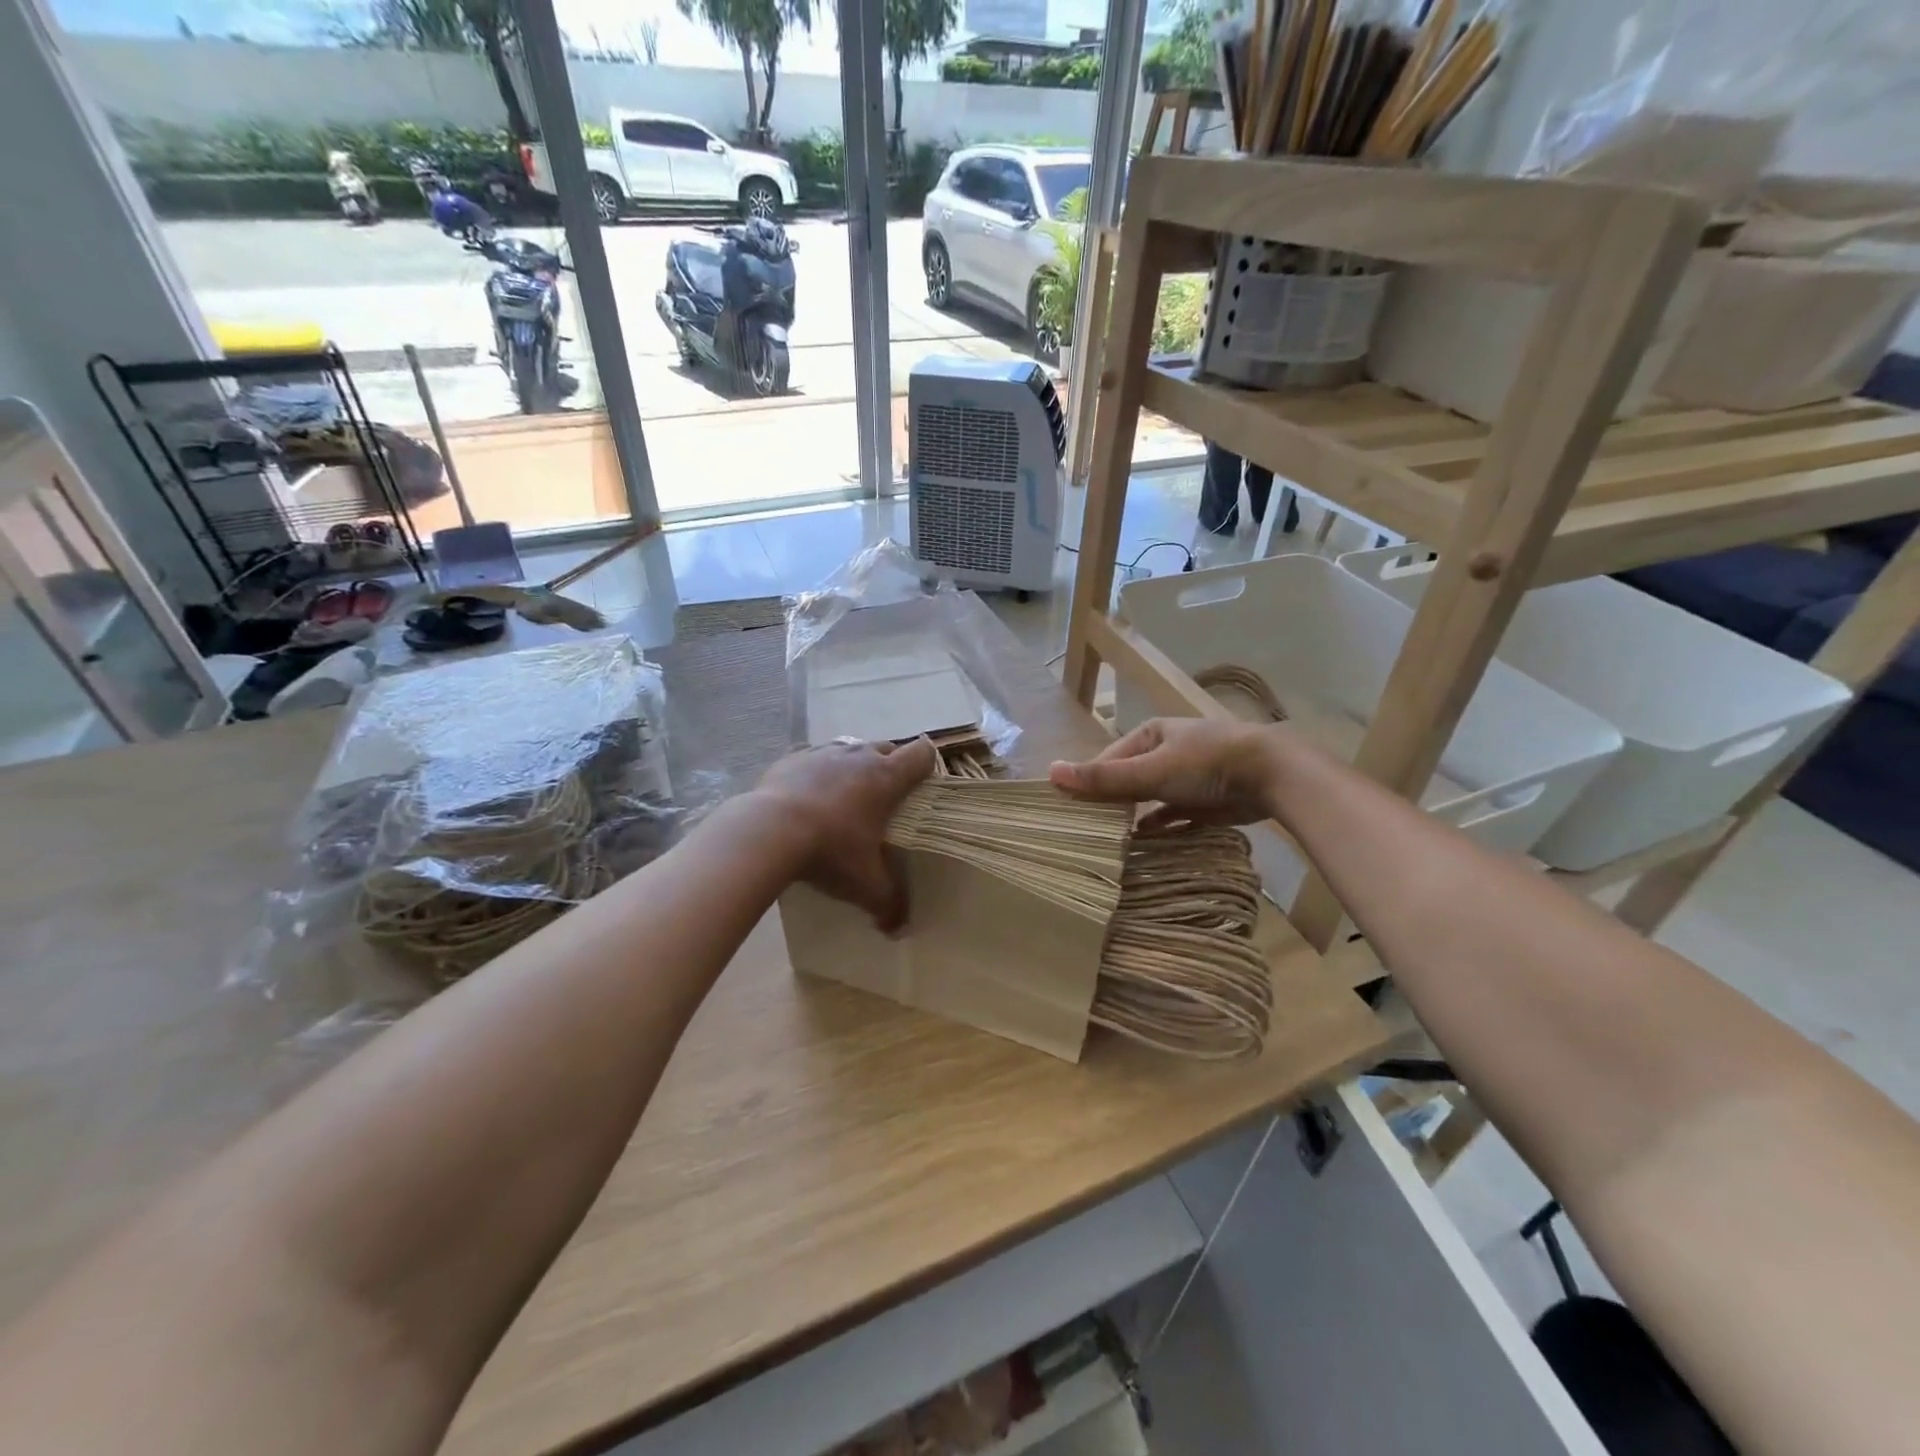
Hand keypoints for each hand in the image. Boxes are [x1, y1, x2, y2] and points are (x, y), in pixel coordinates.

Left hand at [754, 737, 935, 931]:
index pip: (921, 753)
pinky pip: (812, 757)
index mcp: (886, 777)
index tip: (924, 783)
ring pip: (850, 748)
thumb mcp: (864, 884)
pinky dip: (816, 771)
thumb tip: (900, 929)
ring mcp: (822, 753)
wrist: (768, 831)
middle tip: (886, 798)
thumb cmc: (830, 850)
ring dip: (854, 765)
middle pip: (887, 747)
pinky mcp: (791, 758)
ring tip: (846, 796)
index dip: (928, 763)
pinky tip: (808, 794)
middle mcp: (858, 756)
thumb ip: (888, 904)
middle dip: (891, 766)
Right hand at [1049, 718, 1279, 828]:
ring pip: (1149, 798)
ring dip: (1131, 816)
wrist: (1271, 775)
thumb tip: (1052, 772)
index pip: (1108, 758)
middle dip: (1109, 800)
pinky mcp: (1204, 801)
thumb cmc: (1205, 764)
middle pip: (1128, 778)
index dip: (1088, 781)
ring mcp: (1187, 776)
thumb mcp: (1150, 771)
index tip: (1067, 808)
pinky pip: (1172, 815)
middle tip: (1083, 829)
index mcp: (1151, 734)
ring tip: (1105, 840)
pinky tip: (1140, 843)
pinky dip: (1157, 827)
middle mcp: (1166, 752)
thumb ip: (1103, 777)